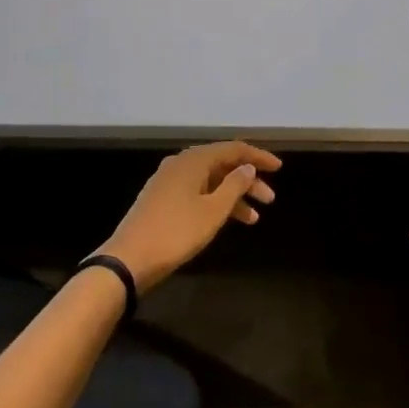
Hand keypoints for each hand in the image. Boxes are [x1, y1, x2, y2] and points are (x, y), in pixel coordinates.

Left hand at [98, 141, 280, 292]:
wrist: (129, 258)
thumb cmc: (176, 232)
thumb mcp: (213, 211)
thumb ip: (234, 186)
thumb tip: (247, 166)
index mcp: (193, 160)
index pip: (232, 149)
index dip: (257, 157)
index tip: (279, 168)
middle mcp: (181, 163)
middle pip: (221, 164)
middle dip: (247, 180)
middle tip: (270, 199)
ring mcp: (169, 181)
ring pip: (210, 181)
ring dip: (233, 195)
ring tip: (255, 218)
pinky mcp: (162, 199)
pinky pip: (198, 192)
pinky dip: (216, 203)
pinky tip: (228, 221)